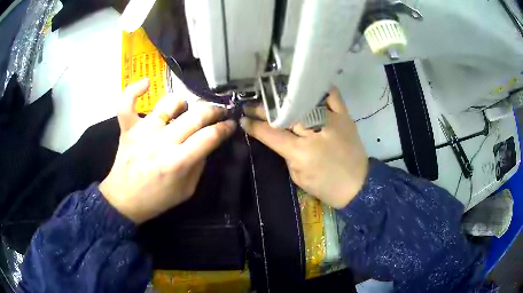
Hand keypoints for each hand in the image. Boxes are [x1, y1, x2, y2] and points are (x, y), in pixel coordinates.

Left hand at [100, 79, 235, 223]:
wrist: (124, 200)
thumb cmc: (156, 199)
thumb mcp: (187, 191)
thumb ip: (199, 165)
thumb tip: (206, 142)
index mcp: (178, 161)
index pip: (210, 136)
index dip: (225, 127)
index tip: (231, 124)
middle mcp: (162, 141)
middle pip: (196, 114)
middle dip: (214, 110)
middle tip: (219, 111)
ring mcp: (143, 131)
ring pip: (169, 103)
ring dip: (183, 103)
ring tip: (184, 110)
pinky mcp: (128, 128)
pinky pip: (127, 103)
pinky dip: (135, 90)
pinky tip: (146, 84)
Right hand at [240, 88, 367, 208]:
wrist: (358, 186)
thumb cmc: (326, 187)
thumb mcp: (298, 177)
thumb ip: (286, 155)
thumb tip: (277, 137)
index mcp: (300, 151)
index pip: (270, 133)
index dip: (253, 125)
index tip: (243, 119)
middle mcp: (314, 131)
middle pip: (283, 114)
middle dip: (263, 109)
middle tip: (251, 105)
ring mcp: (331, 120)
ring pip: (303, 101)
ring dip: (284, 97)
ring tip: (271, 94)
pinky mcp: (344, 116)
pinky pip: (332, 95)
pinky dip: (321, 89)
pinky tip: (307, 86)